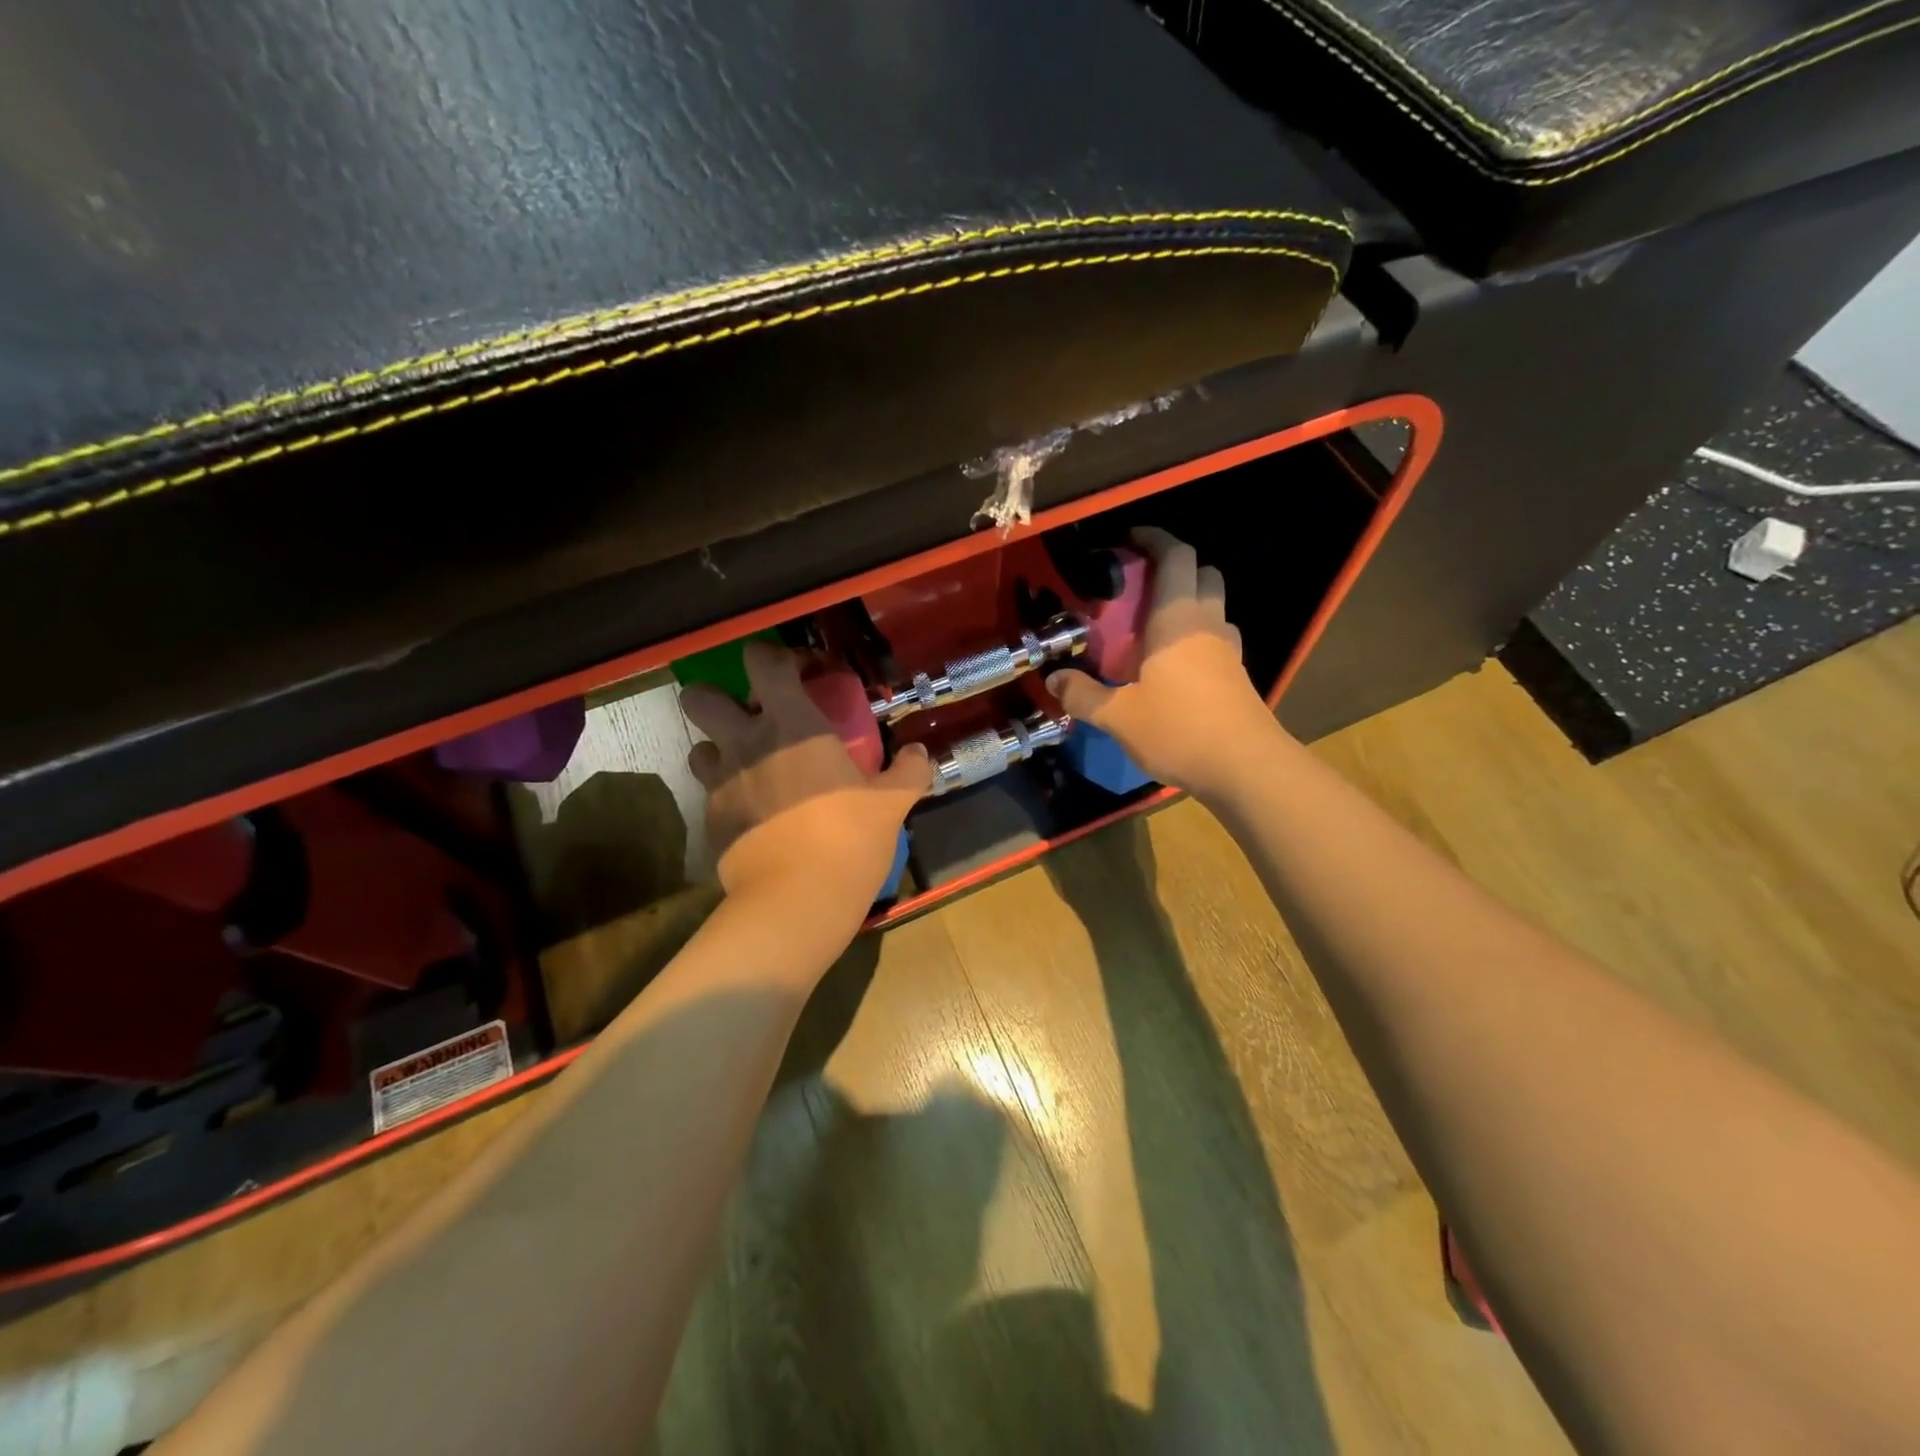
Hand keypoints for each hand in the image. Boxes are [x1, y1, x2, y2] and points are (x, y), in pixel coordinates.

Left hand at [681, 641, 931, 935]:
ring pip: (698, 746)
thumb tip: (920, 753)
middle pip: (700, 696)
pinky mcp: (710, 820)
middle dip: (720, 698)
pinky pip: (709, 793)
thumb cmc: (848, 838)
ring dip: (719, 748)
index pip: (762, 661)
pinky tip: (755, 814)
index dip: (777, 658)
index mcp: (791, 723)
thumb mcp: (893, 803)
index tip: (803, 675)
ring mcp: (720, 782)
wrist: (796, 901)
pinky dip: (728, 794)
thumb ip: (910, 770)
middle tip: (755, 719)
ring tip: (751, 766)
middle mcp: (744, 742)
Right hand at [1046, 527, 1283, 798]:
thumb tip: (1053, 679)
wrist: (1245, 768)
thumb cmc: (1179, 730)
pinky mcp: (1237, 674)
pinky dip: (1197, 634)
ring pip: (1214, 605)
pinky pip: (1217, 637)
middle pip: (1202, 573)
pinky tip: (1174, 663)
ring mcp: (1228, 649)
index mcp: (1177, 620)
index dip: (1155, 539)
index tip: (1130, 539)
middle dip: (1173, 568)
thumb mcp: (1118, 716)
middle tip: (1138, 587)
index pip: (1175, 556)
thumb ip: (1083, 694)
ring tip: (1152, 625)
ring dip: (1188, 601)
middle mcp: (1207, 624)